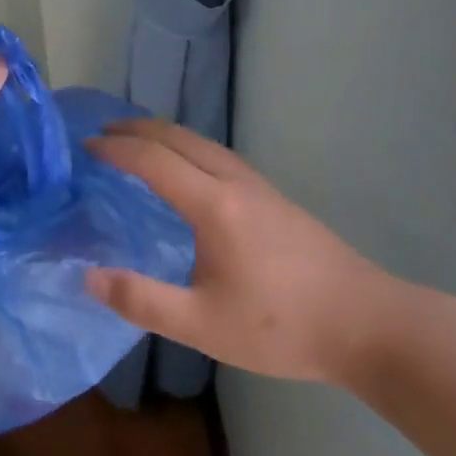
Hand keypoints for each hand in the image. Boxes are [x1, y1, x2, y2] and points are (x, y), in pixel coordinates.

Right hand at [84, 120, 400, 384]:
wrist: (370, 325)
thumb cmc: (283, 327)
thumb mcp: (204, 325)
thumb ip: (142, 300)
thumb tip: (87, 276)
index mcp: (213, 205)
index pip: (153, 160)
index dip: (115, 150)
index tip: (85, 148)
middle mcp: (234, 182)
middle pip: (178, 137)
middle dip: (136, 129)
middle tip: (102, 134)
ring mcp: (259, 186)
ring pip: (201, 142)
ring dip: (163, 135)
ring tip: (136, 143)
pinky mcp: (274, 198)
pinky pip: (218, 155)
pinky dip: (186, 147)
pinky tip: (187, 171)